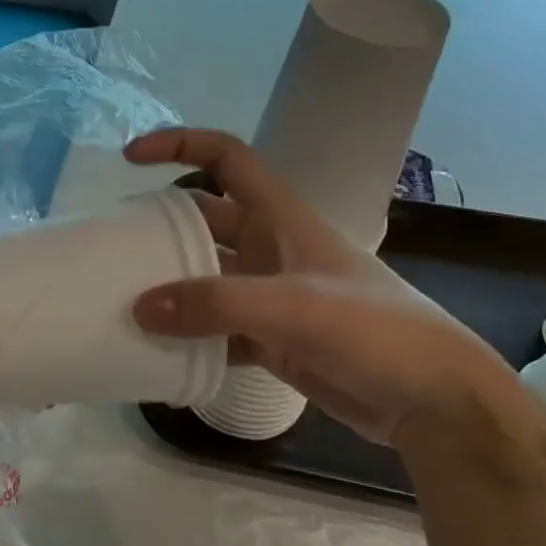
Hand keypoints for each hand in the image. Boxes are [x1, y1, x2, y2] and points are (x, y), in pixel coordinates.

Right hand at [127, 128, 530, 445]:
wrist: (434, 400)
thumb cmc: (374, 331)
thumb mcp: (292, 306)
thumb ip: (214, 304)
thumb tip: (139, 307)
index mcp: (281, 218)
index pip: (228, 159)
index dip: (180, 145)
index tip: (131, 158)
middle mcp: (272, 249)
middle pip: (205, 221)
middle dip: (160, 227)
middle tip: (111, 248)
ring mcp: (272, 297)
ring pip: (206, 280)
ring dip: (170, 289)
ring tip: (122, 303)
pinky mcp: (273, 341)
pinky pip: (217, 331)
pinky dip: (190, 342)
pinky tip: (159, 359)